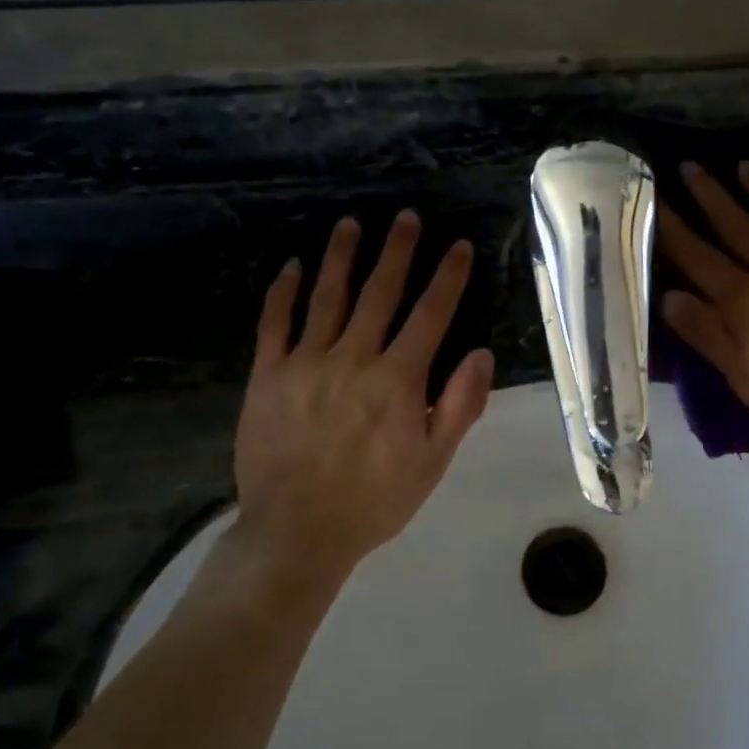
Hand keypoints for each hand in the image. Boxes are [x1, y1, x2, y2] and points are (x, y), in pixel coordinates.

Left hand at [233, 211, 493, 579]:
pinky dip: (284, 293)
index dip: (447, 278)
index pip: (430, 316)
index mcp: (398, 380)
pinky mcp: (266, 376)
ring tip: (350, 224)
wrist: (298, 531)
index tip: (458, 246)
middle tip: (406, 217)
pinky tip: (293, 267)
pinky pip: (275, 324)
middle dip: (397, 252)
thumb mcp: (432, 462)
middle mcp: (353, 359)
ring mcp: (305, 363)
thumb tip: (481, 354)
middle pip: (379, 294)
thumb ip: (459, 406)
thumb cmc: (375, 500)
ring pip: (327, 298)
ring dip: (341, 257)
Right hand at [661, 162, 748, 463]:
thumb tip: (670, 297)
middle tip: (691, 166)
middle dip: (712, 197)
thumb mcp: (747, 381)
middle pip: (739, 229)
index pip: (701, 260)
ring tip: (745, 165)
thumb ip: (709, 336)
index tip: (656, 201)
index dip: (676, 230)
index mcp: (748, 304)